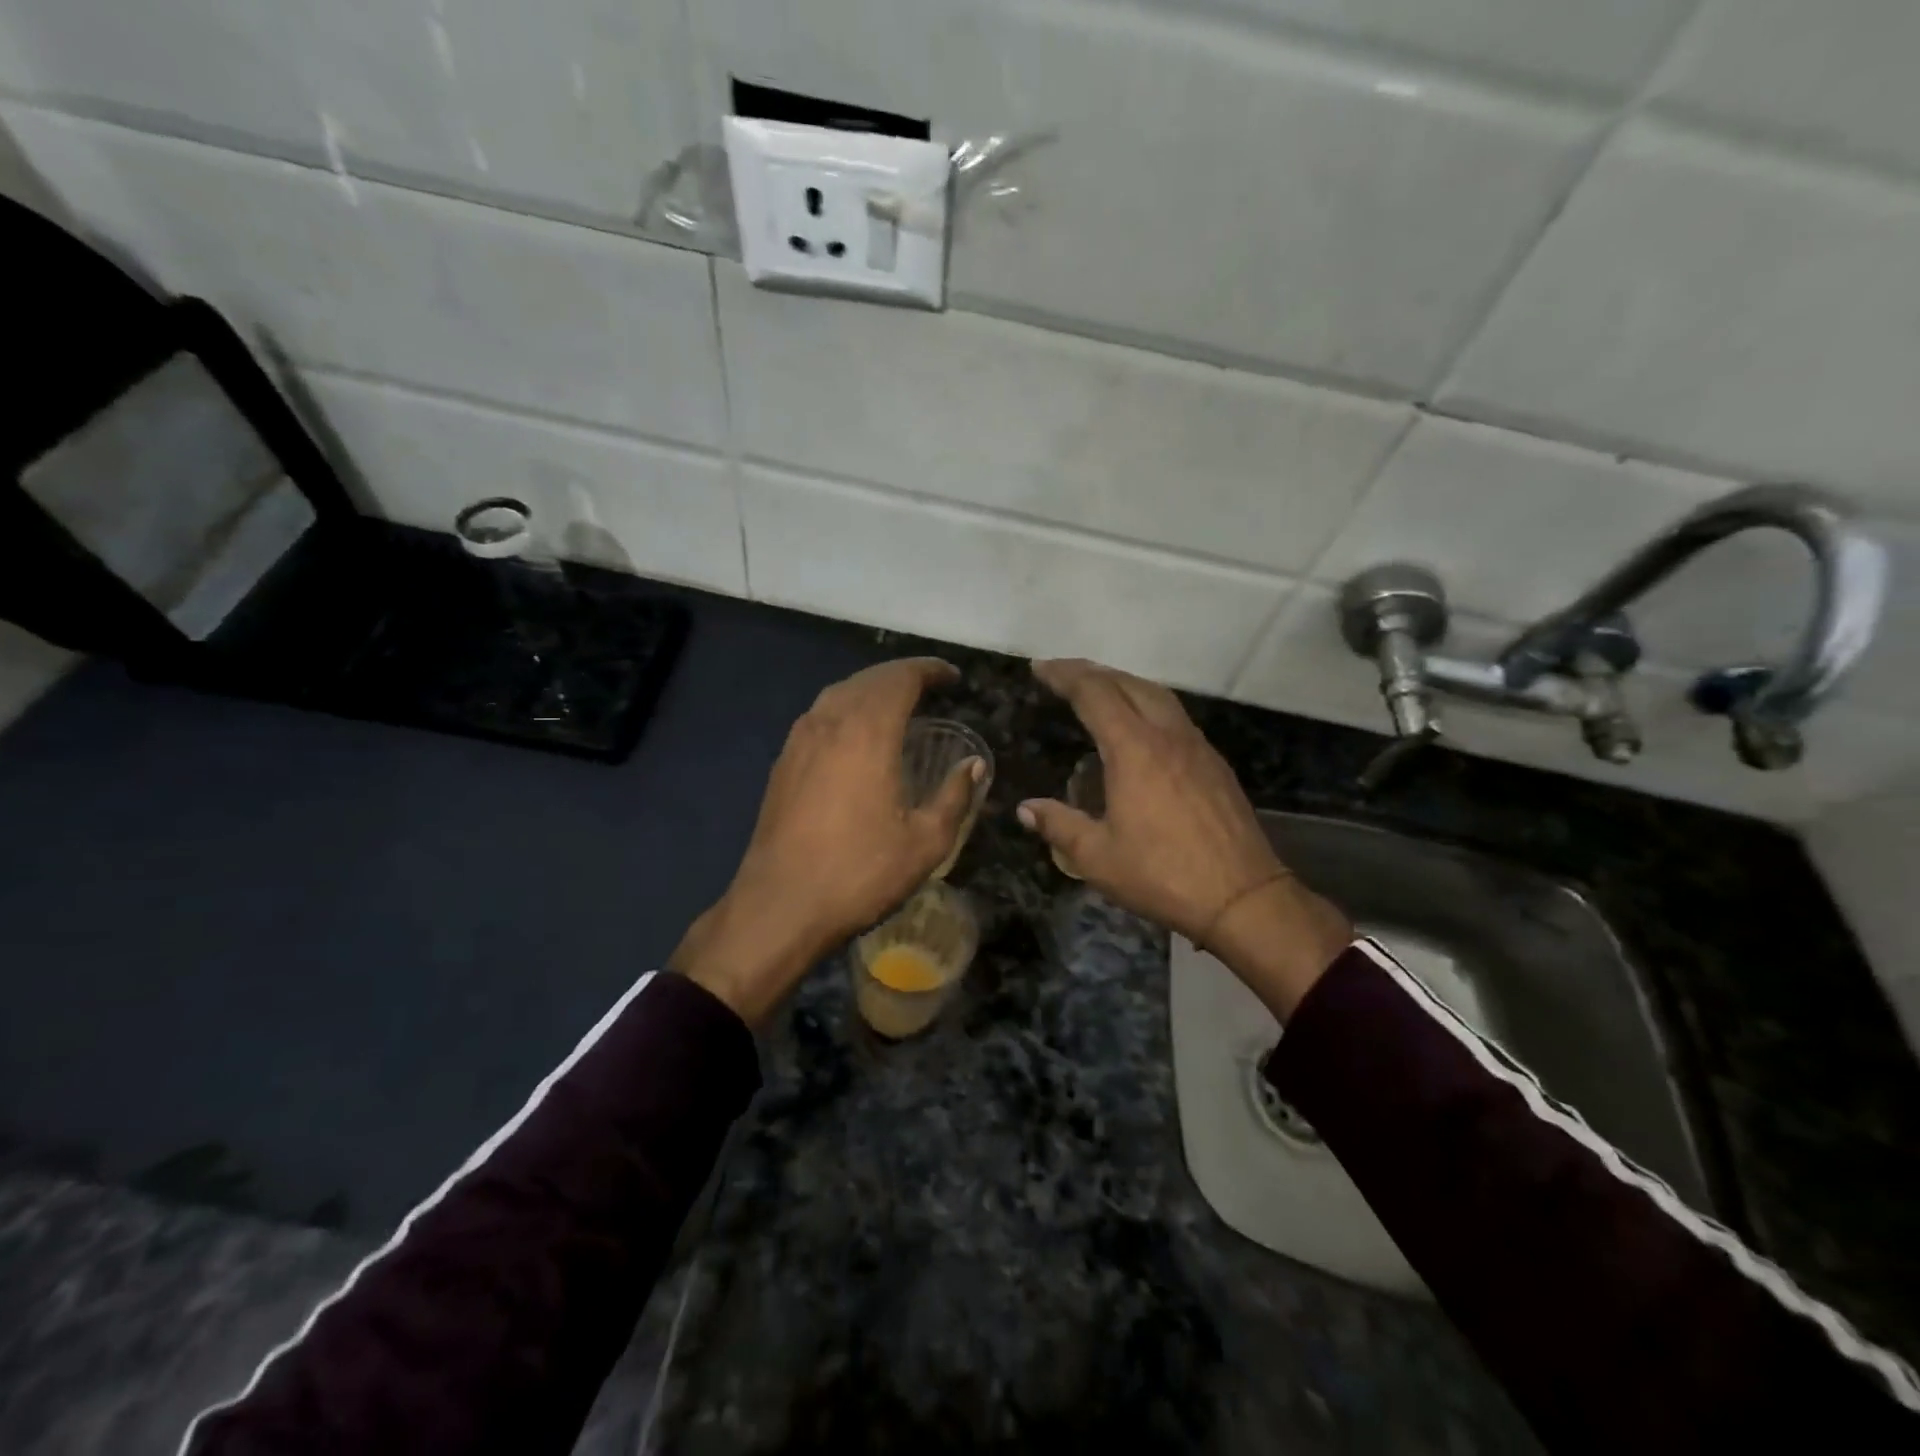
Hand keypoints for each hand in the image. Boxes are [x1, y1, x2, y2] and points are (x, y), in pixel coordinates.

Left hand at [671, 657, 983, 1024]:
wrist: (780, 905)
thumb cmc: (859, 873)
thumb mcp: (925, 843)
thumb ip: (954, 797)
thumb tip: (972, 765)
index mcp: (867, 732)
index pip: (900, 678)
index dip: (929, 670)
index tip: (953, 677)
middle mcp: (830, 722)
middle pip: (868, 679)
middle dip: (902, 675)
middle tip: (931, 686)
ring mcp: (800, 740)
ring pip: (839, 693)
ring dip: (871, 688)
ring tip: (897, 704)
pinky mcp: (783, 762)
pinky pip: (820, 715)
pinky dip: (846, 708)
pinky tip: (857, 734)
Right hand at [1018, 659, 1351, 1017]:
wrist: (1243, 897)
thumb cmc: (1162, 875)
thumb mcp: (1098, 857)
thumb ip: (1059, 826)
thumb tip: (1026, 810)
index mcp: (1135, 749)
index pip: (1095, 694)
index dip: (1065, 676)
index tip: (1040, 668)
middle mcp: (1168, 736)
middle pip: (1128, 683)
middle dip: (1092, 671)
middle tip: (1062, 672)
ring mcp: (1197, 747)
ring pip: (1157, 695)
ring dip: (1123, 683)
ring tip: (1098, 688)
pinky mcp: (1214, 764)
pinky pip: (1175, 715)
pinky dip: (1148, 704)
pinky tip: (1140, 725)